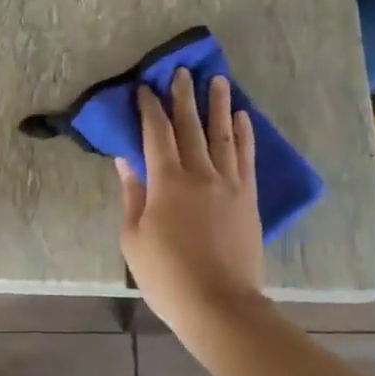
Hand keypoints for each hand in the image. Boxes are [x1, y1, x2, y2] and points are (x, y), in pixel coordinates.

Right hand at [117, 68, 263, 333]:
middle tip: (182, 71)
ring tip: (217, 80)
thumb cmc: (167, 276)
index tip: (146, 88)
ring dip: (218, 106)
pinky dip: (244, 135)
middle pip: (190, 127)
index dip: (150, 108)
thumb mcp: (133, 238)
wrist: (219, 304)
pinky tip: (243, 118)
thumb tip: (126, 160)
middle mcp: (199, 174)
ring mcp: (228, 184)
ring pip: (222, 135)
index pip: (156, 134)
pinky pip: (246, 158)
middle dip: (184, 97)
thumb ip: (132, 195)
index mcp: (166, 182)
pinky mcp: (248, 198)